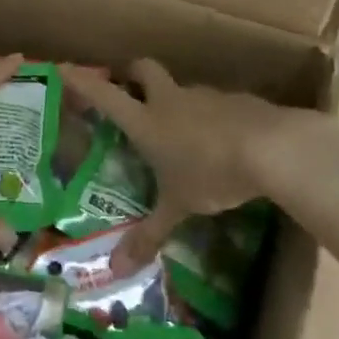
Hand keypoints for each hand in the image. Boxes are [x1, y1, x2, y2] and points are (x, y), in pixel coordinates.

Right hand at [60, 59, 297, 273]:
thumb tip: (117, 271)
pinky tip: (220, 139)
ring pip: (182, 88)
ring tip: (180, 128)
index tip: (64, 68)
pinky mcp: (238, 99)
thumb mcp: (178, 207)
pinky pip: (215, 103)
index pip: (106, 96)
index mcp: (147, 121)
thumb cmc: (212, 174)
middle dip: (131, 74)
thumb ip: (149, 235)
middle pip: (144, 70)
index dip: (83, 82)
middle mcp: (171, 100)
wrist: (274, 148)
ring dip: (175, 100)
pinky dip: (210, 115)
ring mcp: (206, 95)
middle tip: (127, 86)